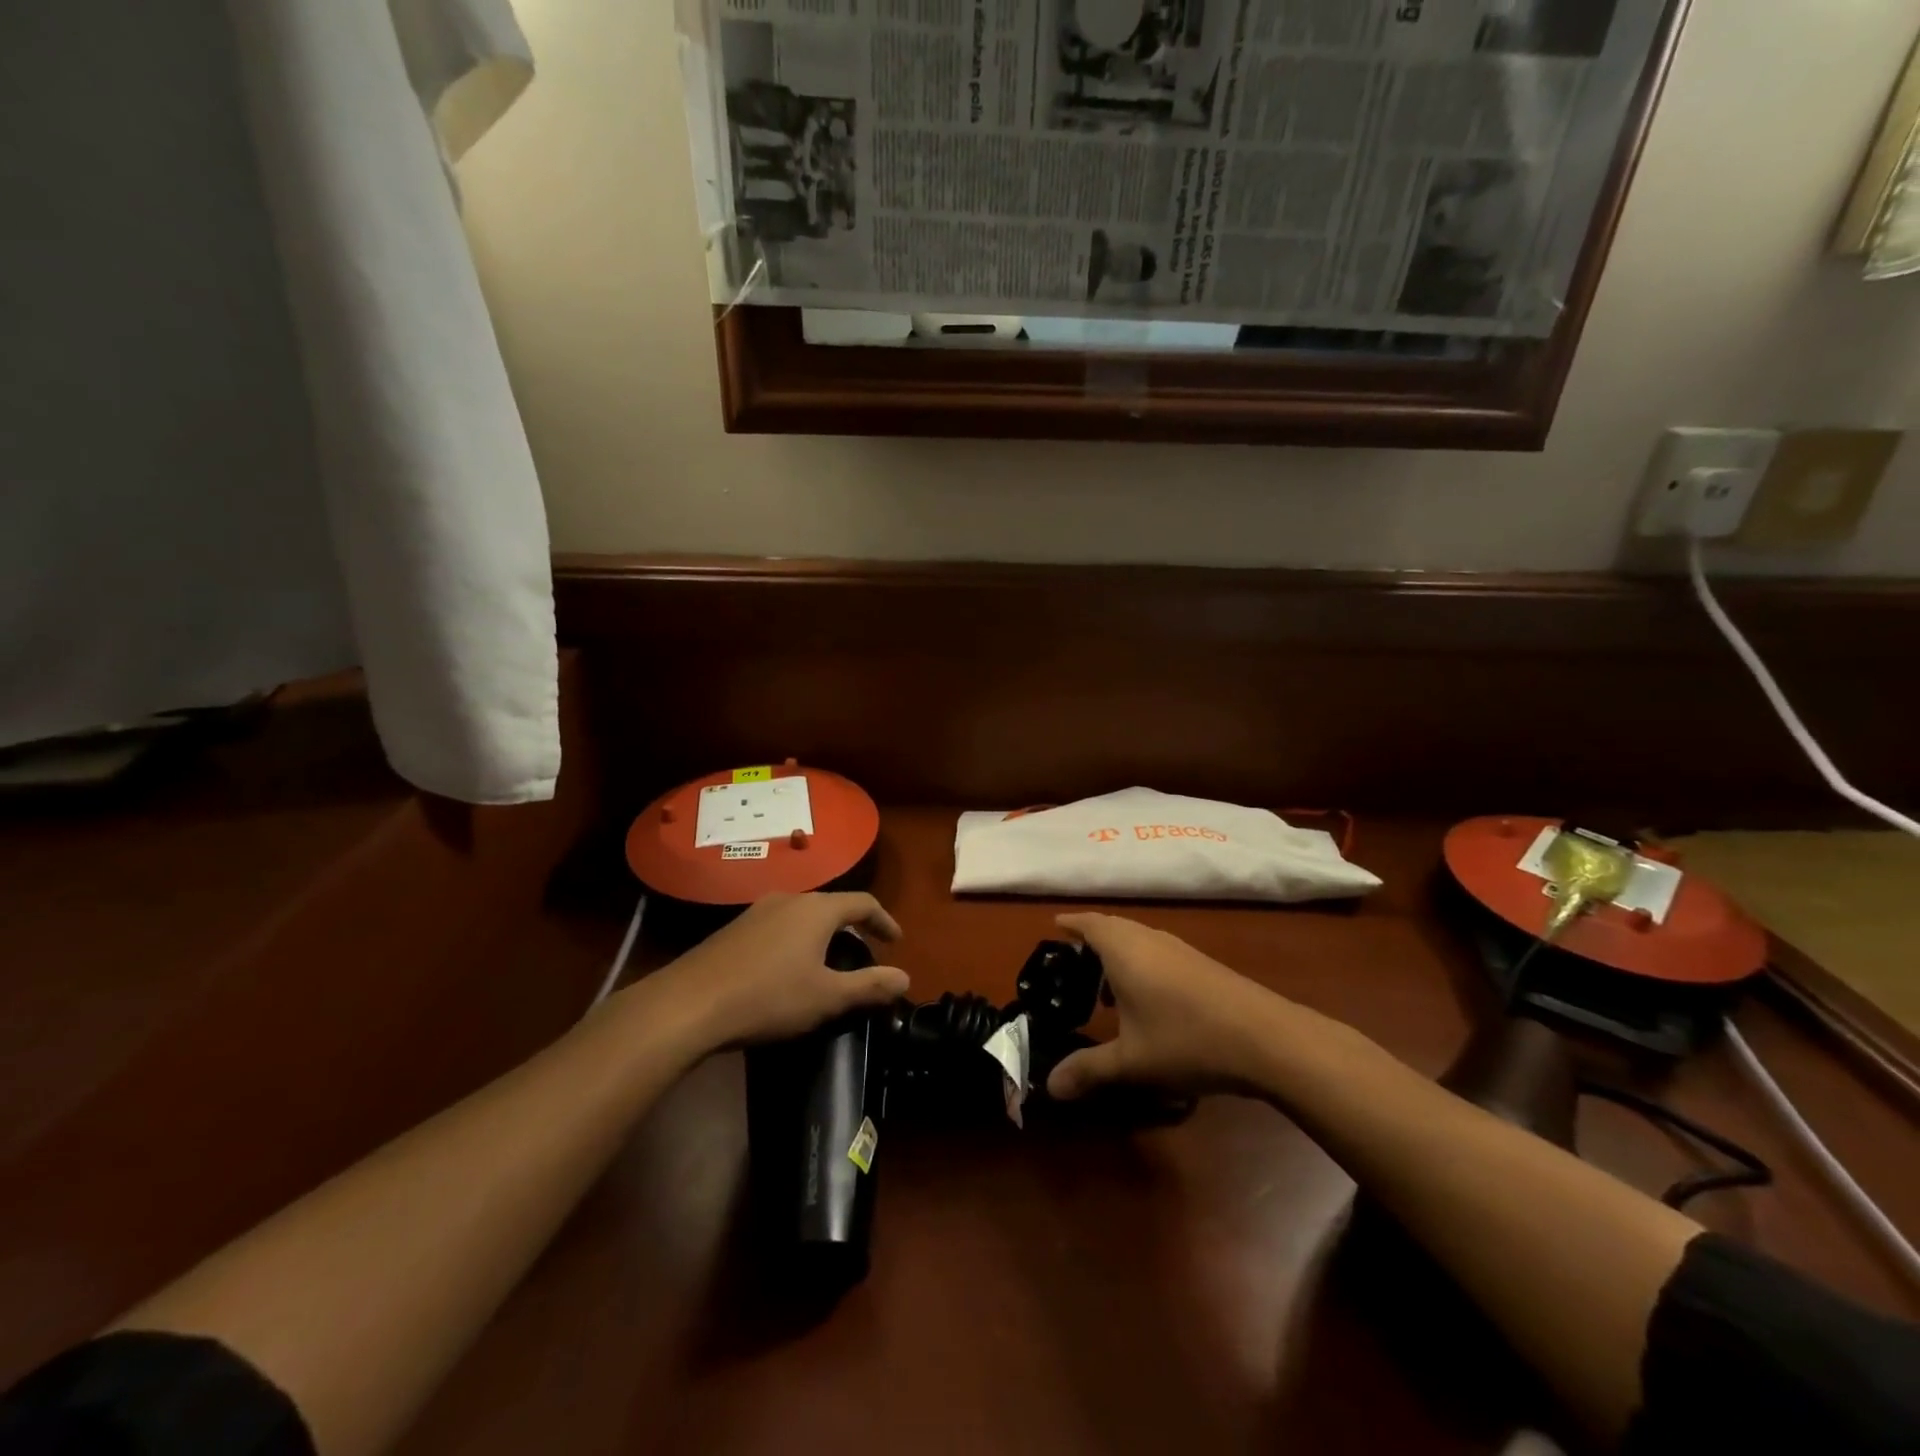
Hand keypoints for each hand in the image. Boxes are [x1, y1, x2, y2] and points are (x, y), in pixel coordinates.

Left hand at [645, 892, 909, 1051]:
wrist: (688, 1005)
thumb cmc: (768, 997)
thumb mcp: (827, 997)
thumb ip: (870, 986)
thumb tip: (905, 977)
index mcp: (817, 910)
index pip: (863, 903)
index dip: (884, 921)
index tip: (896, 941)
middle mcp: (789, 899)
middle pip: (832, 906)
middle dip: (853, 928)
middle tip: (864, 954)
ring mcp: (757, 911)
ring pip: (802, 915)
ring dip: (822, 934)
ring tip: (828, 962)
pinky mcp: (733, 929)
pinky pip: (778, 926)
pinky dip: (796, 940)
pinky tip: (787, 969)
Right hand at [1046, 913, 1283, 1101]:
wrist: (1266, 1038)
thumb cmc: (1186, 1039)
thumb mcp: (1131, 1061)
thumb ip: (1088, 1069)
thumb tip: (1050, 1086)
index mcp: (1123, 949)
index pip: (1090, 924)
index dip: (1071, 923)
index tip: (1054, 925)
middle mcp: (1149, 940)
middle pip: (1114, 928)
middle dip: (1092, 942)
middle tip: (1073, 967)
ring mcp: (1180, 950)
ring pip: (1139, 941)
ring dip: (1120, 958)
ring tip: (1106, 993)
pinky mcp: (1202, 965)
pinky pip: (1159, 953)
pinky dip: (1143, 966)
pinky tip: (1148, 1003)